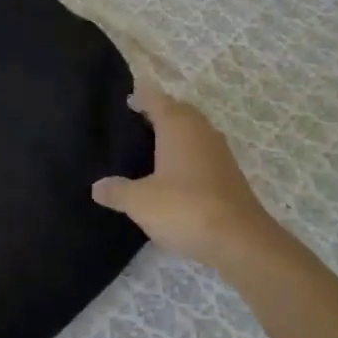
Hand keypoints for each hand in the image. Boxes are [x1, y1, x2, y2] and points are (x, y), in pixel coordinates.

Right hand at [92, 81, 304, 276]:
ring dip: (176, 134)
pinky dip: (186, 156)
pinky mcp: (229, 176)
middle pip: (179, 112)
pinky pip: (202, 154)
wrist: (240, 241)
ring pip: (194, 133)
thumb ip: (116, 191)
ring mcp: (219, 154)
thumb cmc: (184, 208)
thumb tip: (97, 186)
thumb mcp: (139, 202)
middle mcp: (201, 132)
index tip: (127, 97)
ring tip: (151, 146)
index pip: (157, 99)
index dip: (141, 96)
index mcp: (177, 127)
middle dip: (160, 112)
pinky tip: (172, 174)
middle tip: (135, 121)